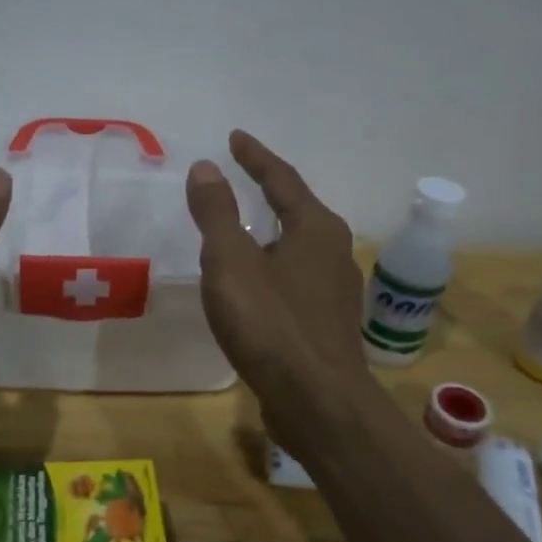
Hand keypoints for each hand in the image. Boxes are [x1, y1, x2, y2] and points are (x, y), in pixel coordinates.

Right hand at [186, 131, 368, 408]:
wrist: (317, 402)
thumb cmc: (271, 325)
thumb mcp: (231, 263)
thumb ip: (217, 213)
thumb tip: (206, 167)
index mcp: (315, 228)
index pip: (281, 179)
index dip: (255, 157)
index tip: (235, 138)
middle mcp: (334, 251)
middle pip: (297, 209)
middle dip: (269, 191)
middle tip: (240, 177)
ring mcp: (335, 289)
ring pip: (298, 246)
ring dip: (271, 231)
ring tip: (244, 229)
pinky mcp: (328, 322)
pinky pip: (296, 277)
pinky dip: (273, 265)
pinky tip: (256, 283)